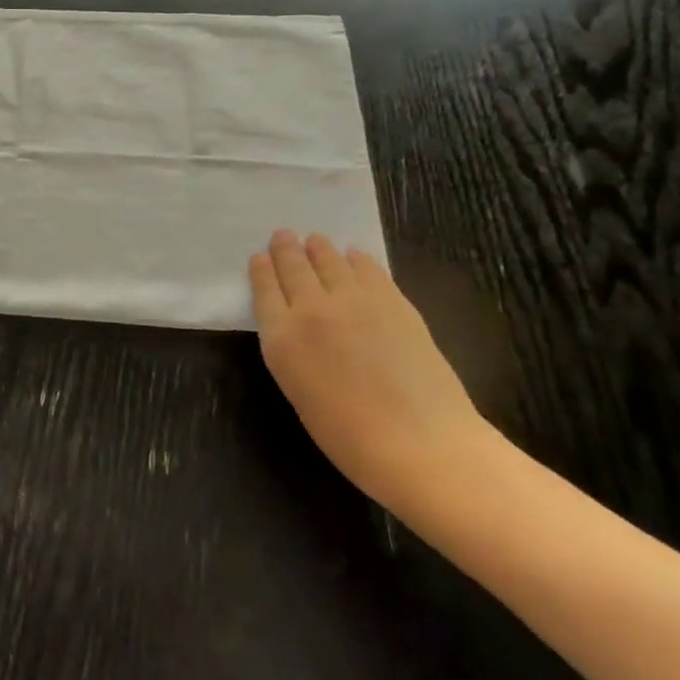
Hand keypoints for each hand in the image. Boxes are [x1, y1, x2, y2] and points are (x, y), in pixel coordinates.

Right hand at [249, 230, 486, 505]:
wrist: (420, 443)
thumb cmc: (349, 436)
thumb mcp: (299, 391)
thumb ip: (293, 350)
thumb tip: (298, 328)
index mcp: (282, 338)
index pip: (265, 290)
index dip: (261, 271)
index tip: (259, 257)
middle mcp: (312, 309)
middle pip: (294, 267)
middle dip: (286, 249)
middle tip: (284, 236)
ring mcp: (354, 300)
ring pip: (329, 261)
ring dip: (319, 248)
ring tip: (315, 240)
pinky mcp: (392, 301)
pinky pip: (368, 269)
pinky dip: (356, 259)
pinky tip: (354, 256)